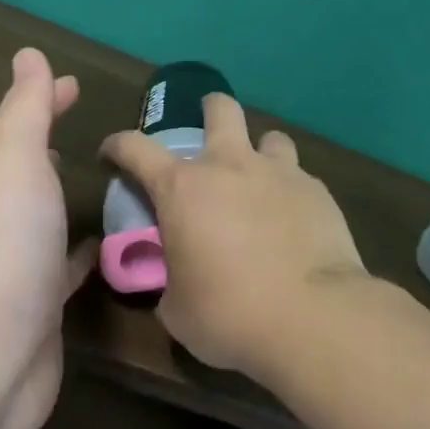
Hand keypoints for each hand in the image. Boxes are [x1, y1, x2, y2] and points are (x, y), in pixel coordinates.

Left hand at [0, 48, 93, 428]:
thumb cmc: (2, 247)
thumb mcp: (13, 162)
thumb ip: (25, 110)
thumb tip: (28, 53)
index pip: (20, 126)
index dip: (46, 99)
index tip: (76, 84)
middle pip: (29, 170)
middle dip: (56, 147)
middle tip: (98, 134)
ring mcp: (17, 264)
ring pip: (46, 217)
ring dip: (68, 198)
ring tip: (110, 183)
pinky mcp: (40, 306)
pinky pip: (65, 265)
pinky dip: (83, 251)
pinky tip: (107, 248)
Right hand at [100, 94, 368, 384]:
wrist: (312, 318)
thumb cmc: (229, 314)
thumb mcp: (177, 308)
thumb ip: (169, 281)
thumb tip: (175, 282)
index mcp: (182, 188)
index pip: (135, 147)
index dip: (117, 146)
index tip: (110, 156)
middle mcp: (230, 166)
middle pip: (220, 109)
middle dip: (208, 110)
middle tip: (206, 131)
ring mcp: (279, 174)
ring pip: (270, 137)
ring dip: (259, 153)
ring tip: (259, 180)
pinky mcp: (319, 192)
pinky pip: (299, 177)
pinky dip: (289, 191)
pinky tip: (293, 220)